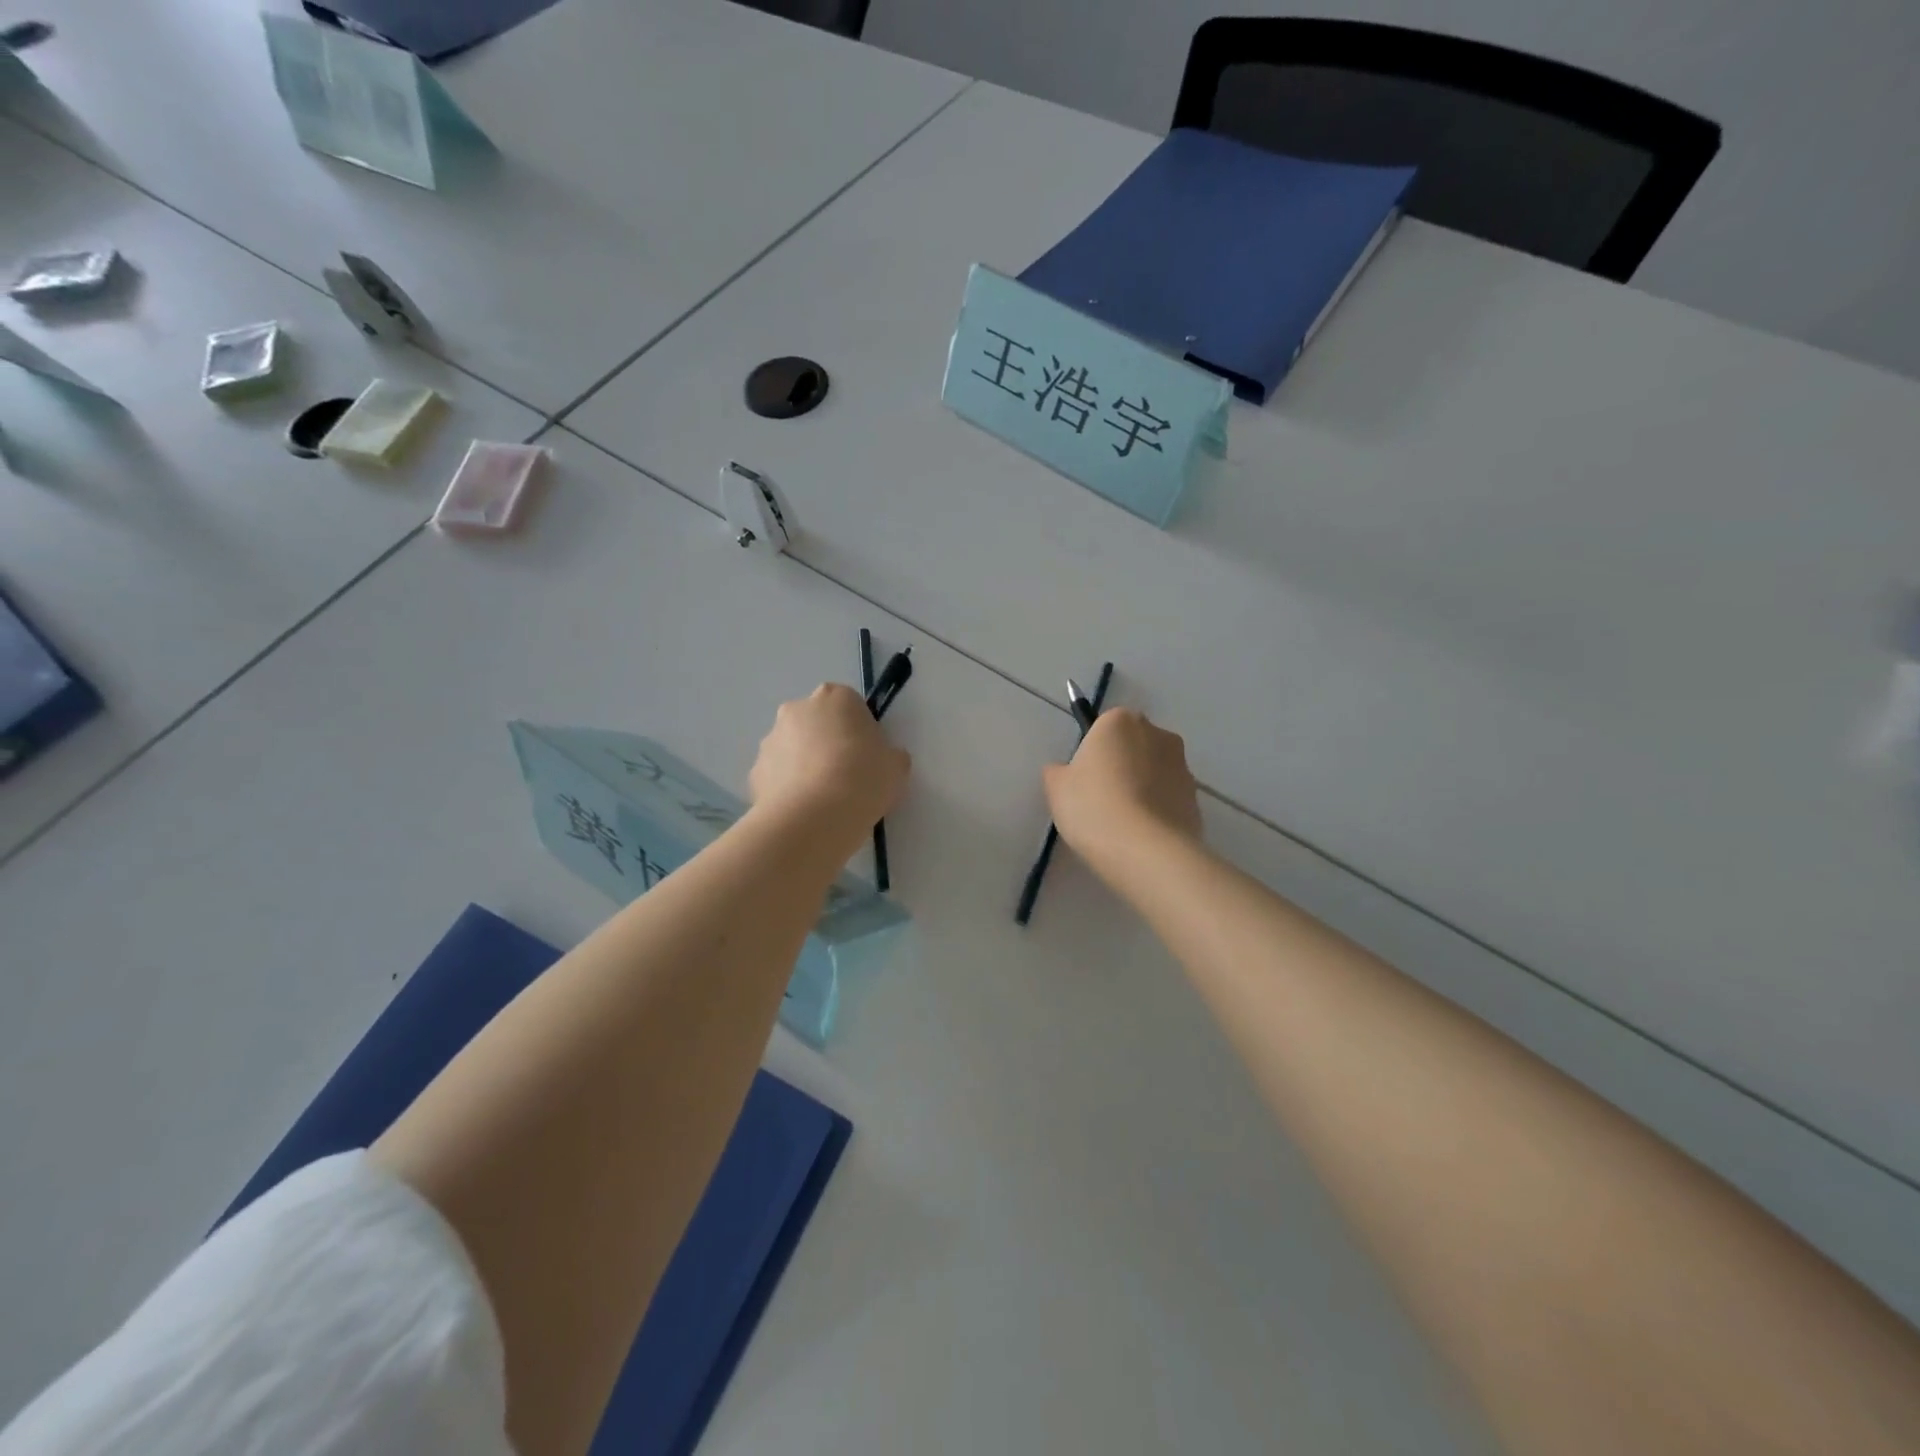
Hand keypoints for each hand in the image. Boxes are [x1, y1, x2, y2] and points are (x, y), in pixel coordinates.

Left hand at [750, 684, 909, 844]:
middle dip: (827, 744)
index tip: (868, 757)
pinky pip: (777, 776)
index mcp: (835, 697)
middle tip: (846, 777)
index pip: (850, 706)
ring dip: (805, 765)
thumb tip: (883, 759)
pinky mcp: (754, 772)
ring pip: (793, 749)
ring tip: (823, 801)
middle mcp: (797, 709)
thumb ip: (889, 755)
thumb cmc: (862, 779)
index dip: (860, 731)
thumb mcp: (896, 766)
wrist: (814, 818)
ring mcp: (771, 740)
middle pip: (817, 723)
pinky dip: (788, 789)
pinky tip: (804, 812)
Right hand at [1044, 709, 1201, 876]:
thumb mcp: (1056, 788)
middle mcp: (1157, 734)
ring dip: (1142, 788)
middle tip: (1099, 800)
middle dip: (1120, 766)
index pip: (1103, 728)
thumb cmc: (1093, 807)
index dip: (1091, 755)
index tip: (1083, 781)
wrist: (1145, 850)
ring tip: (1122, 824)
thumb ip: (1058, 772)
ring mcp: (1182, 766)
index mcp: (1120, 721)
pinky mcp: (1195, 798)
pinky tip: (1141, 836)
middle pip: (1132, 746)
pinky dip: (1157, 810)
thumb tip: (1065, 772)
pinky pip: (1168, 798)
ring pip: (1154, 772)